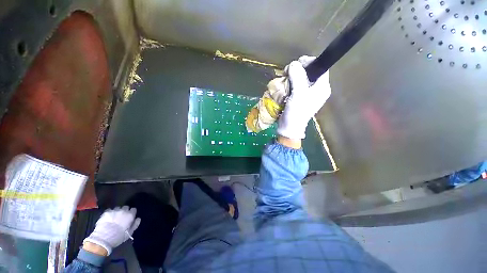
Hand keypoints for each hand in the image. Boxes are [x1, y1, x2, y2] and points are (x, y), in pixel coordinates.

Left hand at [83, 206, 140, 254]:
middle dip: (125, 211)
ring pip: (118, 208)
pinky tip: (108, 218)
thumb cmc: (118, 237)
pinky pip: (110, 210)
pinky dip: (110, 213)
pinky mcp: (106, 212)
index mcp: (130, 215)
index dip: (132, 213)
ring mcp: (114, 211)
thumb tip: (138, 218)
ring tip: (114, 217)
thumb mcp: (129, 233)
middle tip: (122, 217)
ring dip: (117, 211)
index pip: (133, 209)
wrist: (103, 238)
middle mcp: (123, 211)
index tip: (129, 217)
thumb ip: (135, 224)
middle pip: (126, 207)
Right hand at [277, 56, 330, 139]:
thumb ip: (298, 77)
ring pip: (301, 78)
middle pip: (310, 72)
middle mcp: (317, 89)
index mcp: (322, 87)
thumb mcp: (299, 93)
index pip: (320, 67)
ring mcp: (308, 93)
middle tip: (288, 72)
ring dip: (292, 76)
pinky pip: (296, 85)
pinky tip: (285, 85)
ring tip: (285, 78)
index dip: (309, 62)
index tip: (297, 63)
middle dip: (298, 69)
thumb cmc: (297, 112)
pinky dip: (290, 83)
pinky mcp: (300, 97)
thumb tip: (294, 64)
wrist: (289, 127)